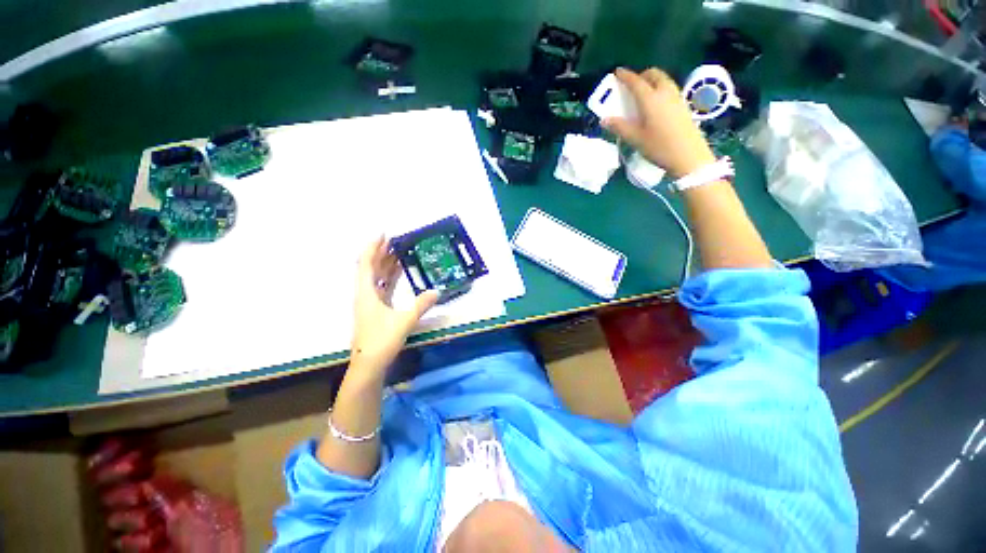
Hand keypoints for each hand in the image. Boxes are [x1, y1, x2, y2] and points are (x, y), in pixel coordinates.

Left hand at [351, 236, 438, 372]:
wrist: (368, 365)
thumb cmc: (382, 341)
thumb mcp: (404, 321)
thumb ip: (421, 305)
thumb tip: (437, 291)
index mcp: (366, 294)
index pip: (367, 264)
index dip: (373, 248)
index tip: (383, 234)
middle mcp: (365, 295)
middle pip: (370, 268)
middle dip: (381, 253)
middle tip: (395, 240)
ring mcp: (369, 303)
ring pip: (375, 278)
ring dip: (384, 264)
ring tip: (397, 252)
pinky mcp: (374, 311)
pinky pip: (380, 288)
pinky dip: (388, 278)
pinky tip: (397, 275)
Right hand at [602, 67, 715, 177]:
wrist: (688, 156)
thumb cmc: (659, 147)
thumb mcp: (636, 139)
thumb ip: (620, 127)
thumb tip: (604, 119)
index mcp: (650, 99)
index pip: (636, 82)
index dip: (625, 76)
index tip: (617, 72)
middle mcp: (665, 92)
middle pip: (653, 74)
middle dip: (641, 75)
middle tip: (631, 85)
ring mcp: (676, 97)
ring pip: (663, 80)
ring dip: (652, 81)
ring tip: (643, 93)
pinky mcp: (683, 105)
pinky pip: (669, 89)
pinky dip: (660, 88)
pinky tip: (655, 104)